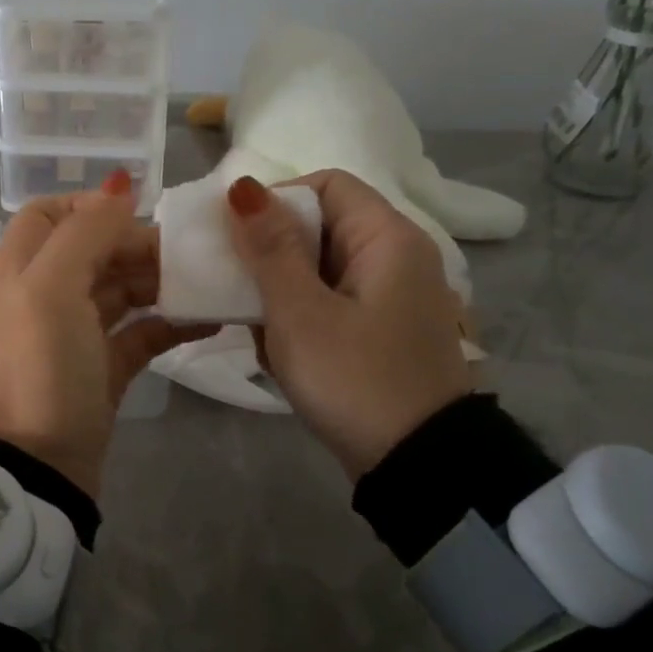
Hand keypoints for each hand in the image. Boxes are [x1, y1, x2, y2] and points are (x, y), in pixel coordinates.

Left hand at [0, 172, 216, 497]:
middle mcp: (45, 292)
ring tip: (210, 282)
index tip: (139, 213)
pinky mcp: (104, 367)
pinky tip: (210, 320)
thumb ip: (85, 230)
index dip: (91, 206)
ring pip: (123, 288)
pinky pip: (142, 332)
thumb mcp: (54, 287)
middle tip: (192, 254)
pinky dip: (172, 323)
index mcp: (23, 266)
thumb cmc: (42, 366)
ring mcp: (76, 332)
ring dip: (162, 282)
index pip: (51, 213)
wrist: (39, 464)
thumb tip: (120, 184)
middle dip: (140, 245)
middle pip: (95, 249)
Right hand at [225, 172, 473, 479]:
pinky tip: (278, 350)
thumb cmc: (354, 379)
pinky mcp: (381, 331)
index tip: (237, 237)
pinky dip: (300, 318)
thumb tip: (243, 187)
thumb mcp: (300, 312)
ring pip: (319, 269)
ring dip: (280, 292)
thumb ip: (270, 248)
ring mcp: (391, 297)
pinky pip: (330, 303)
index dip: (276, 200)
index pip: (326, 185)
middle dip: (271, 255)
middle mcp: (396, 257)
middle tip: (236, 286)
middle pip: (321, 227)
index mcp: (387, 238)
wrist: (417, 466)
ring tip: (255, 325)